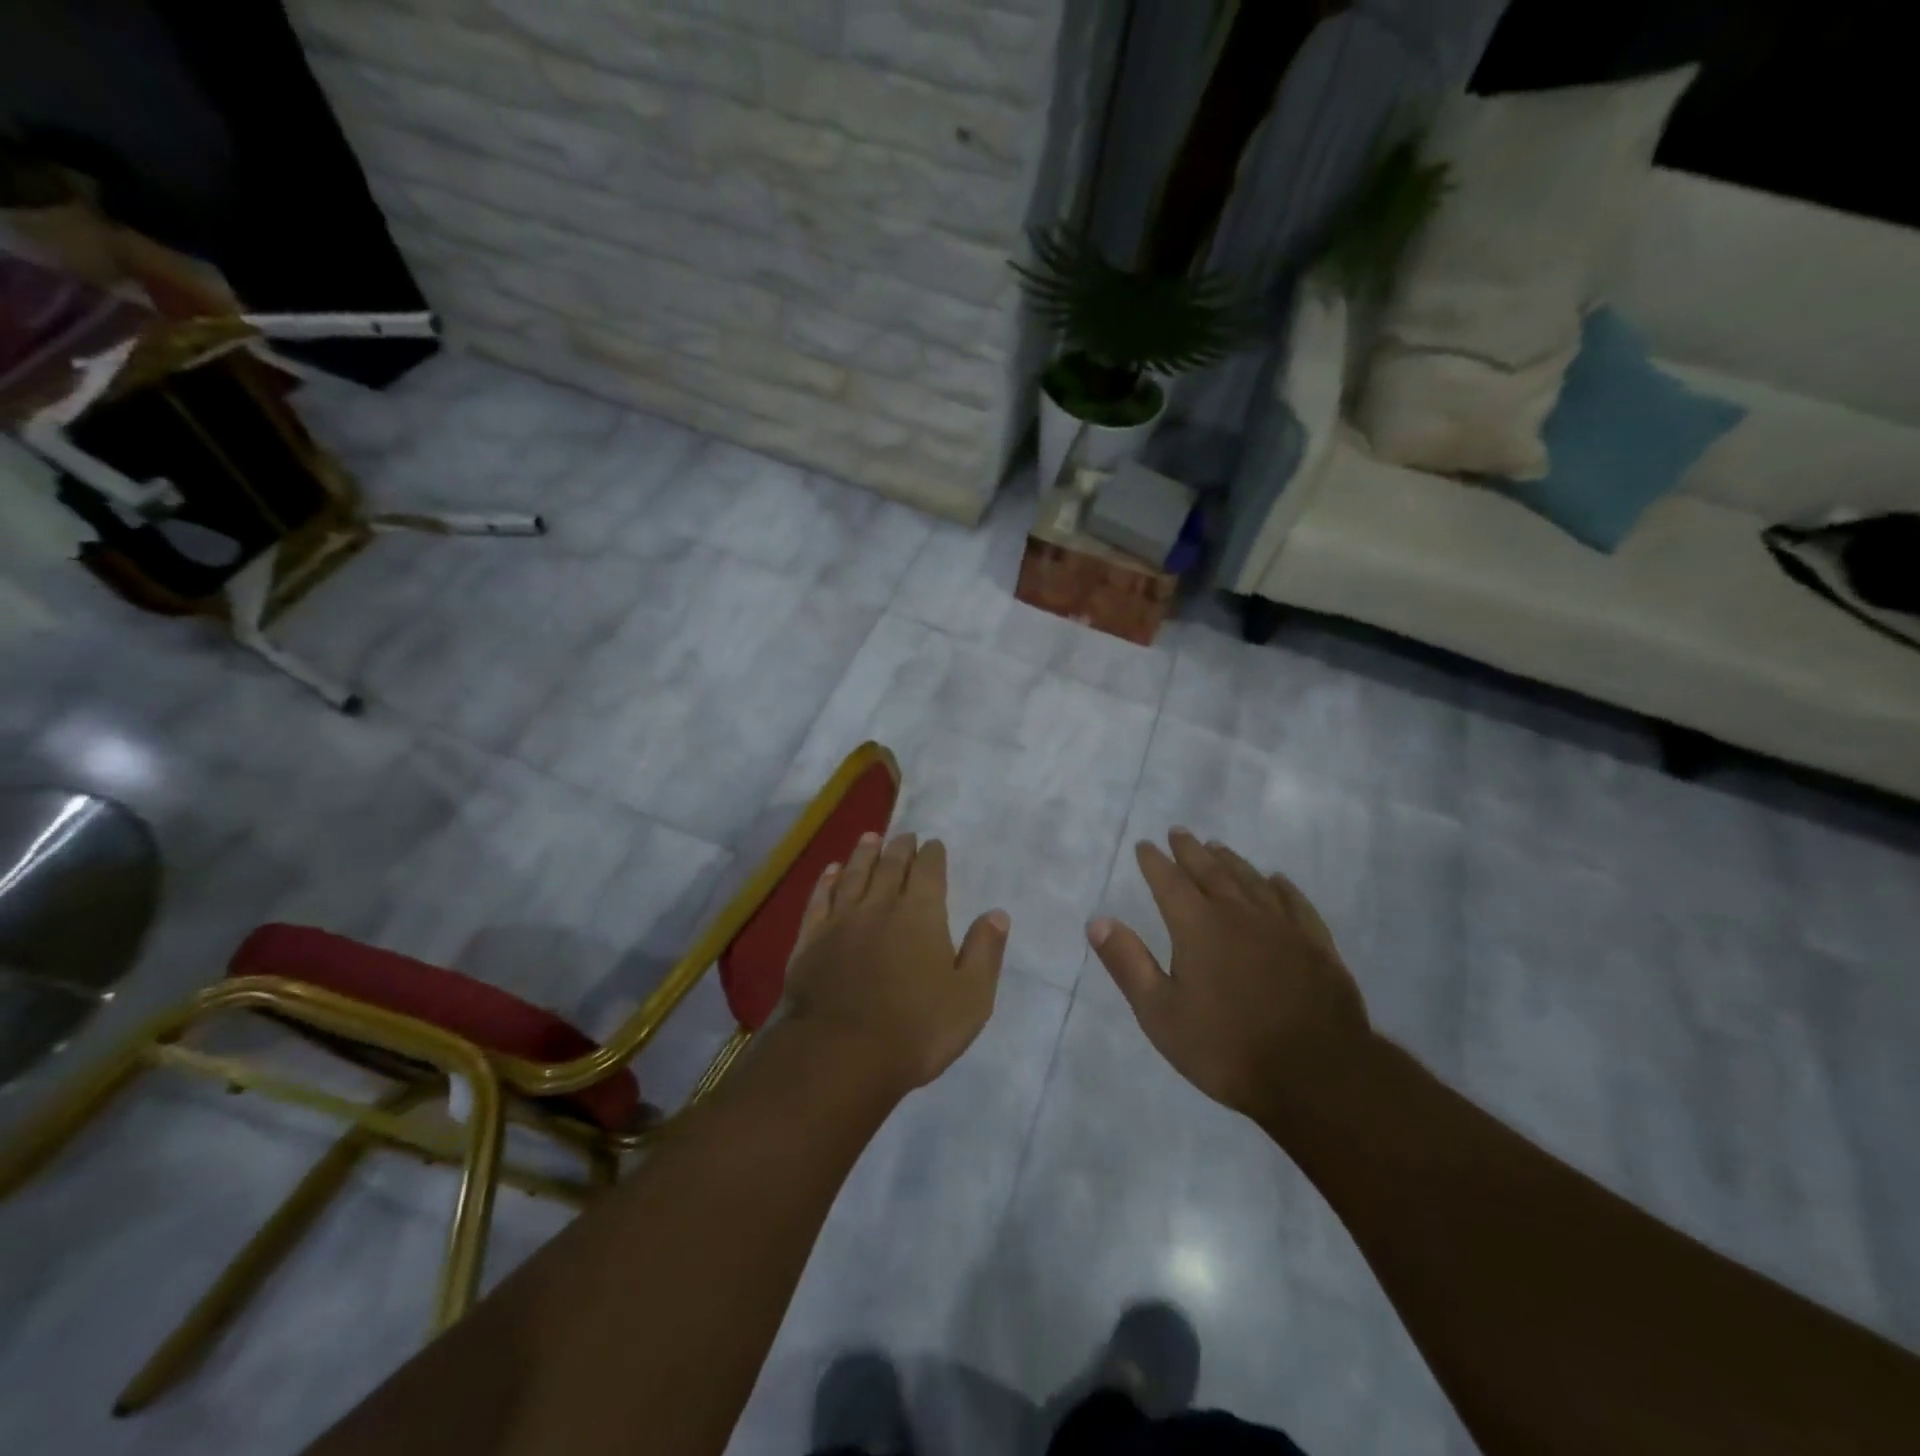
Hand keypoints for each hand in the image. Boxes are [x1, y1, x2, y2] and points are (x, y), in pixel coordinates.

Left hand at [785, 832, 1009, 1091]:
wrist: (841, 1055)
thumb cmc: (916, 1029)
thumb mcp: (970, 998)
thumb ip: (984, 952)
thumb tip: (997, 913)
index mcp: (921, 915)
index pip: (928, 872)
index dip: (932, 855)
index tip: (933, 844)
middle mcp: (880, 907)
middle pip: (890, 866)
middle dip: (900, 848)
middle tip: (904, 835)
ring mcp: (841, 921)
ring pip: (854, 875)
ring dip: (864, 854)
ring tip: (870, 838)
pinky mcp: (810, 941)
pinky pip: (819, 900)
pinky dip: (827, 882)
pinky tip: (831, 871)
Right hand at [1088, 829, 1370, 1123]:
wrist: (1317, 1075)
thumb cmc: (1226, 1047)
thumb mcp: (1161, 1013)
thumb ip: (1128, 963)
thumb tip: (1098, 921)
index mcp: (1198, 927)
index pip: (1169, 882)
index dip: (1154, 862)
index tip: (1145, 845)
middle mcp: (1239, 914)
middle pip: (1210, 871)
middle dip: (1190, 851)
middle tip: (1179, 832)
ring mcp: (1282, 926)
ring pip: (1251, 880)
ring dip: (1231, 861)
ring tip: (1217, 847)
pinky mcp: (1316, 944)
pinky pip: (1294, 902)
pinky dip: (1281, 886)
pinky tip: (1277, 880)